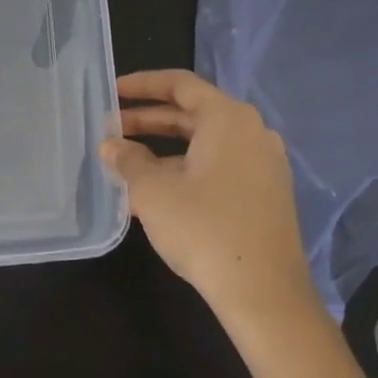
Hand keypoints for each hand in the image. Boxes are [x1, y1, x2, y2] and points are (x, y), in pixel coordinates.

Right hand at [100, 69, 314, 316]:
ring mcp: (263, 163)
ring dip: (164, 149)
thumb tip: (111, 146)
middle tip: (111, 127)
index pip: (180, 84)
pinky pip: (219, 166)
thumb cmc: (204, 229)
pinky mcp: (266, 193)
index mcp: (228, 118)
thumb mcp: (154, 192)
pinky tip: (158, 193)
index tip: (112, 92)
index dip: (141, 85)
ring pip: (205, 143)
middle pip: (193, 113)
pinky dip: (187, 169)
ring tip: (126, 164)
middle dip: (149, 119)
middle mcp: (251, 132)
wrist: (264, 293)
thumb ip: (128, 161)